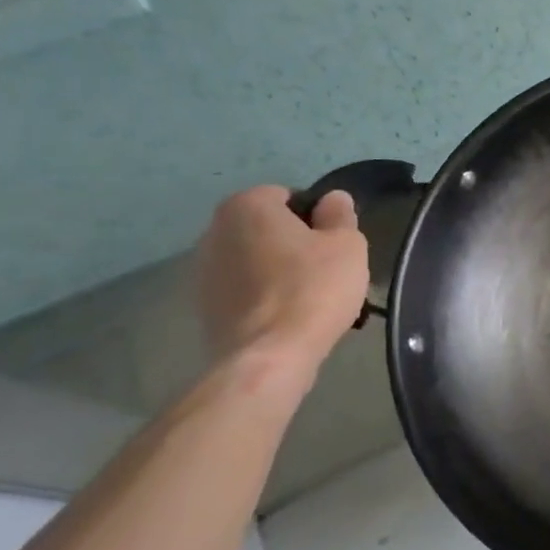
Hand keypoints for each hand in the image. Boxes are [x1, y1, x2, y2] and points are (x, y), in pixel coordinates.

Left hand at [193, 186, 369, 370]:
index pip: (286, 196)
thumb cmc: (314, 288)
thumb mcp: (347, 243)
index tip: (333, 241)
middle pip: (266, 227)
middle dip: (293, 241)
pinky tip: (288, 315)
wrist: (270, 354)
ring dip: (276, 269)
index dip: (315, 215)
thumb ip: (340, 214)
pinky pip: (243, 289)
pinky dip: (263, 295)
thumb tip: (332, 199)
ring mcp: (203, 271)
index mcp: (247, 207)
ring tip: (308, 295)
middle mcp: (214, 231)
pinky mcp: (204, 306)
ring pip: (253, 259)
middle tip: (325, 267)